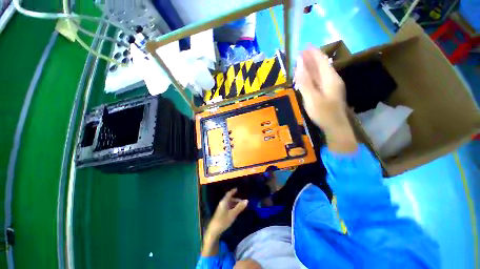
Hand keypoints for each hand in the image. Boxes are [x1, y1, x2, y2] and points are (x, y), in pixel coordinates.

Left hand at [206, 188, 247, 237]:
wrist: (214, 231)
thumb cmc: (223, 220)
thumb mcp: (233, 214)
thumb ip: (239, 207)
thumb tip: (247, 200)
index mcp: (224, 201)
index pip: (229, 194)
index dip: (233, 191)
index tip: (237, 189)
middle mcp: (222, 203)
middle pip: (230, 199)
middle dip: (236, 199)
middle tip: (243, 202)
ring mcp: (221, 209)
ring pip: (229, 203)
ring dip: (235, 204)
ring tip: (241, 207)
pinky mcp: (221, 213)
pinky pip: (228, 207)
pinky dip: (233, 207)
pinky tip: (236, 211)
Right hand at [296, 46, 346, 131]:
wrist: (335, 126)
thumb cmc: (324, 113)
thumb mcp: (312, 98)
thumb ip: (305, 82)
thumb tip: (298, 66)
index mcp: (330, 78)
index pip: (321, 61)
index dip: (313, 53)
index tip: (304, 46)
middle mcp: (332, 79)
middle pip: (321, 65)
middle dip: (311, 58)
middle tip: (299, 53)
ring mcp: (330, 86)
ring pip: (320, 73)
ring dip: (311, 67)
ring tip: (301, 62)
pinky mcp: (327, 93)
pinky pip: (318, 80)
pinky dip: (311, 76)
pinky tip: (306, 76)